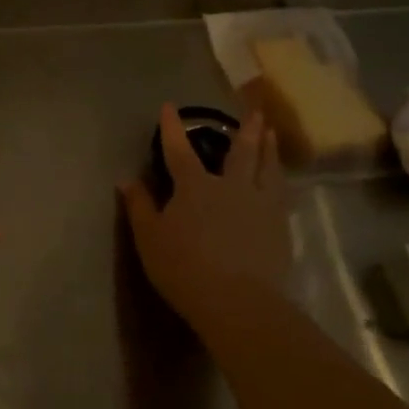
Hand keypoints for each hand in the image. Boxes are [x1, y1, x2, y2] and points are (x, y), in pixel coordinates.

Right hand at [119, 105, 295, 327]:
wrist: (237, 301)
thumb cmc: (184, 268)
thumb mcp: (149, 239)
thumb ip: (139, 207)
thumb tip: (126, 180)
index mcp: (194, 186)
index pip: (179, 150)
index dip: (173, 128)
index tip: (169, 107)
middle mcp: (230, 186)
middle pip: (240, 152)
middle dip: (244, 130)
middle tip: (254, 111)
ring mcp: (260, 205)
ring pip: (267, 168)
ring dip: (269, 148)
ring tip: (272, 133)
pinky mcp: (280, 226)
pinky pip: (281, 194)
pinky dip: (280, 180)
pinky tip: (281, 180)